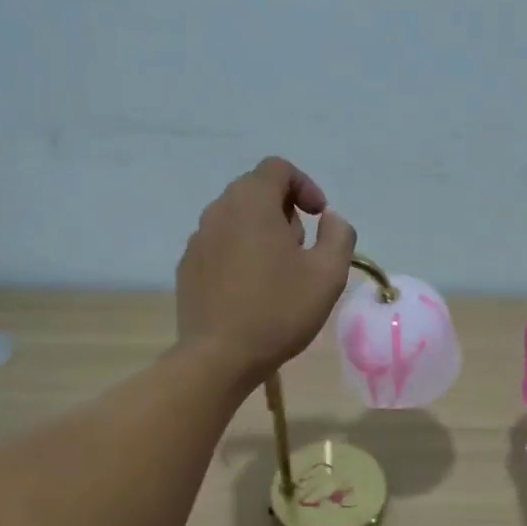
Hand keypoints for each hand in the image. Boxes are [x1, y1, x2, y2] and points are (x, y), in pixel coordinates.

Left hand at [177, 157, 357, 385]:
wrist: (220, 357)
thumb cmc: (279, 311)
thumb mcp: (328, 274)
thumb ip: (339, 235)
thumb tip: (330, 219)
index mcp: (251, 203)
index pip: (277, 168)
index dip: (305, 185)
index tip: (319, 217)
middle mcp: (218, 211)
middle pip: (255, 191)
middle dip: (284, 211)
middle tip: (301, 249)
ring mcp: (197, 240)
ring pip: (235, 220)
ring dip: (261, 233)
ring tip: (278, 273)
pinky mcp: (188, 268)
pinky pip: (219, 246)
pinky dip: (239, 254)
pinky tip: (252, 291)